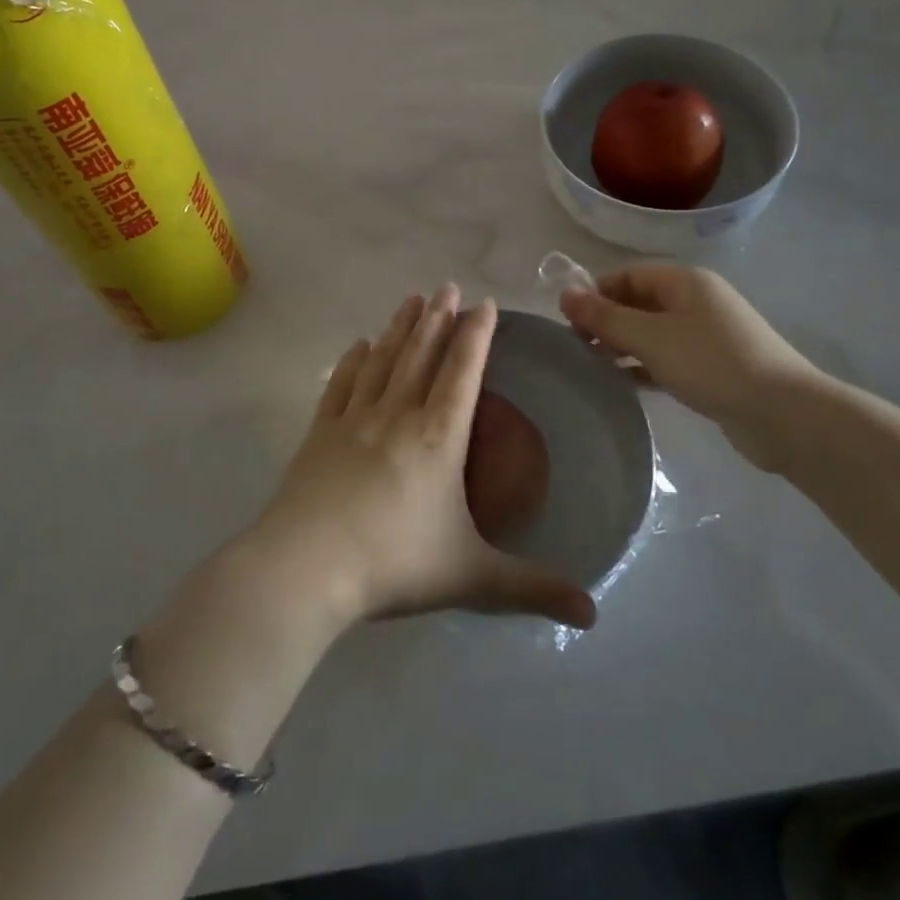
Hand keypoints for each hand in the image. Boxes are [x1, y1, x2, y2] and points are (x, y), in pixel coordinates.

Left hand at [247, 284, 595, 632]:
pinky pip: (341, 384)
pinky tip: (359, 345)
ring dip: (400, 327)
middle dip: (438, 318)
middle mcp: (398, 415)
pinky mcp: (320, 432)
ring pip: (384, 360)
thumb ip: (532, 588)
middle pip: (422, 354)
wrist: (305, 566)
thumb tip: (593, 613)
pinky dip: (353, 361)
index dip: (476, 335)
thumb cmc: (394, 564)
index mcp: (439, 438)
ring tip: (411, 299)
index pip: (463, 372)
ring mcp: (354, 419)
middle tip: (447, 286)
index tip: (484, 303)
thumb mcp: (471, 578)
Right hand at [558, 266, 818, 463]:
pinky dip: (643, 367)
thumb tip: (564, 294)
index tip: (568, 323)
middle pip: (638, 303)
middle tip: (576, 350)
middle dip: (606, 322)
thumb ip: (605, 317)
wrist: (783, 414)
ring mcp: (707, 336)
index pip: (627, 275)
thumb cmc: (712, 363)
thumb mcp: (650, 337)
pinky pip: (667, 359)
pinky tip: (622, 385)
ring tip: (592, 369)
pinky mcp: (712, 368)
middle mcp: (696, 302)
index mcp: (685, 281)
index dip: (595, 294)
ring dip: (622, 347)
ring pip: (651, 333)